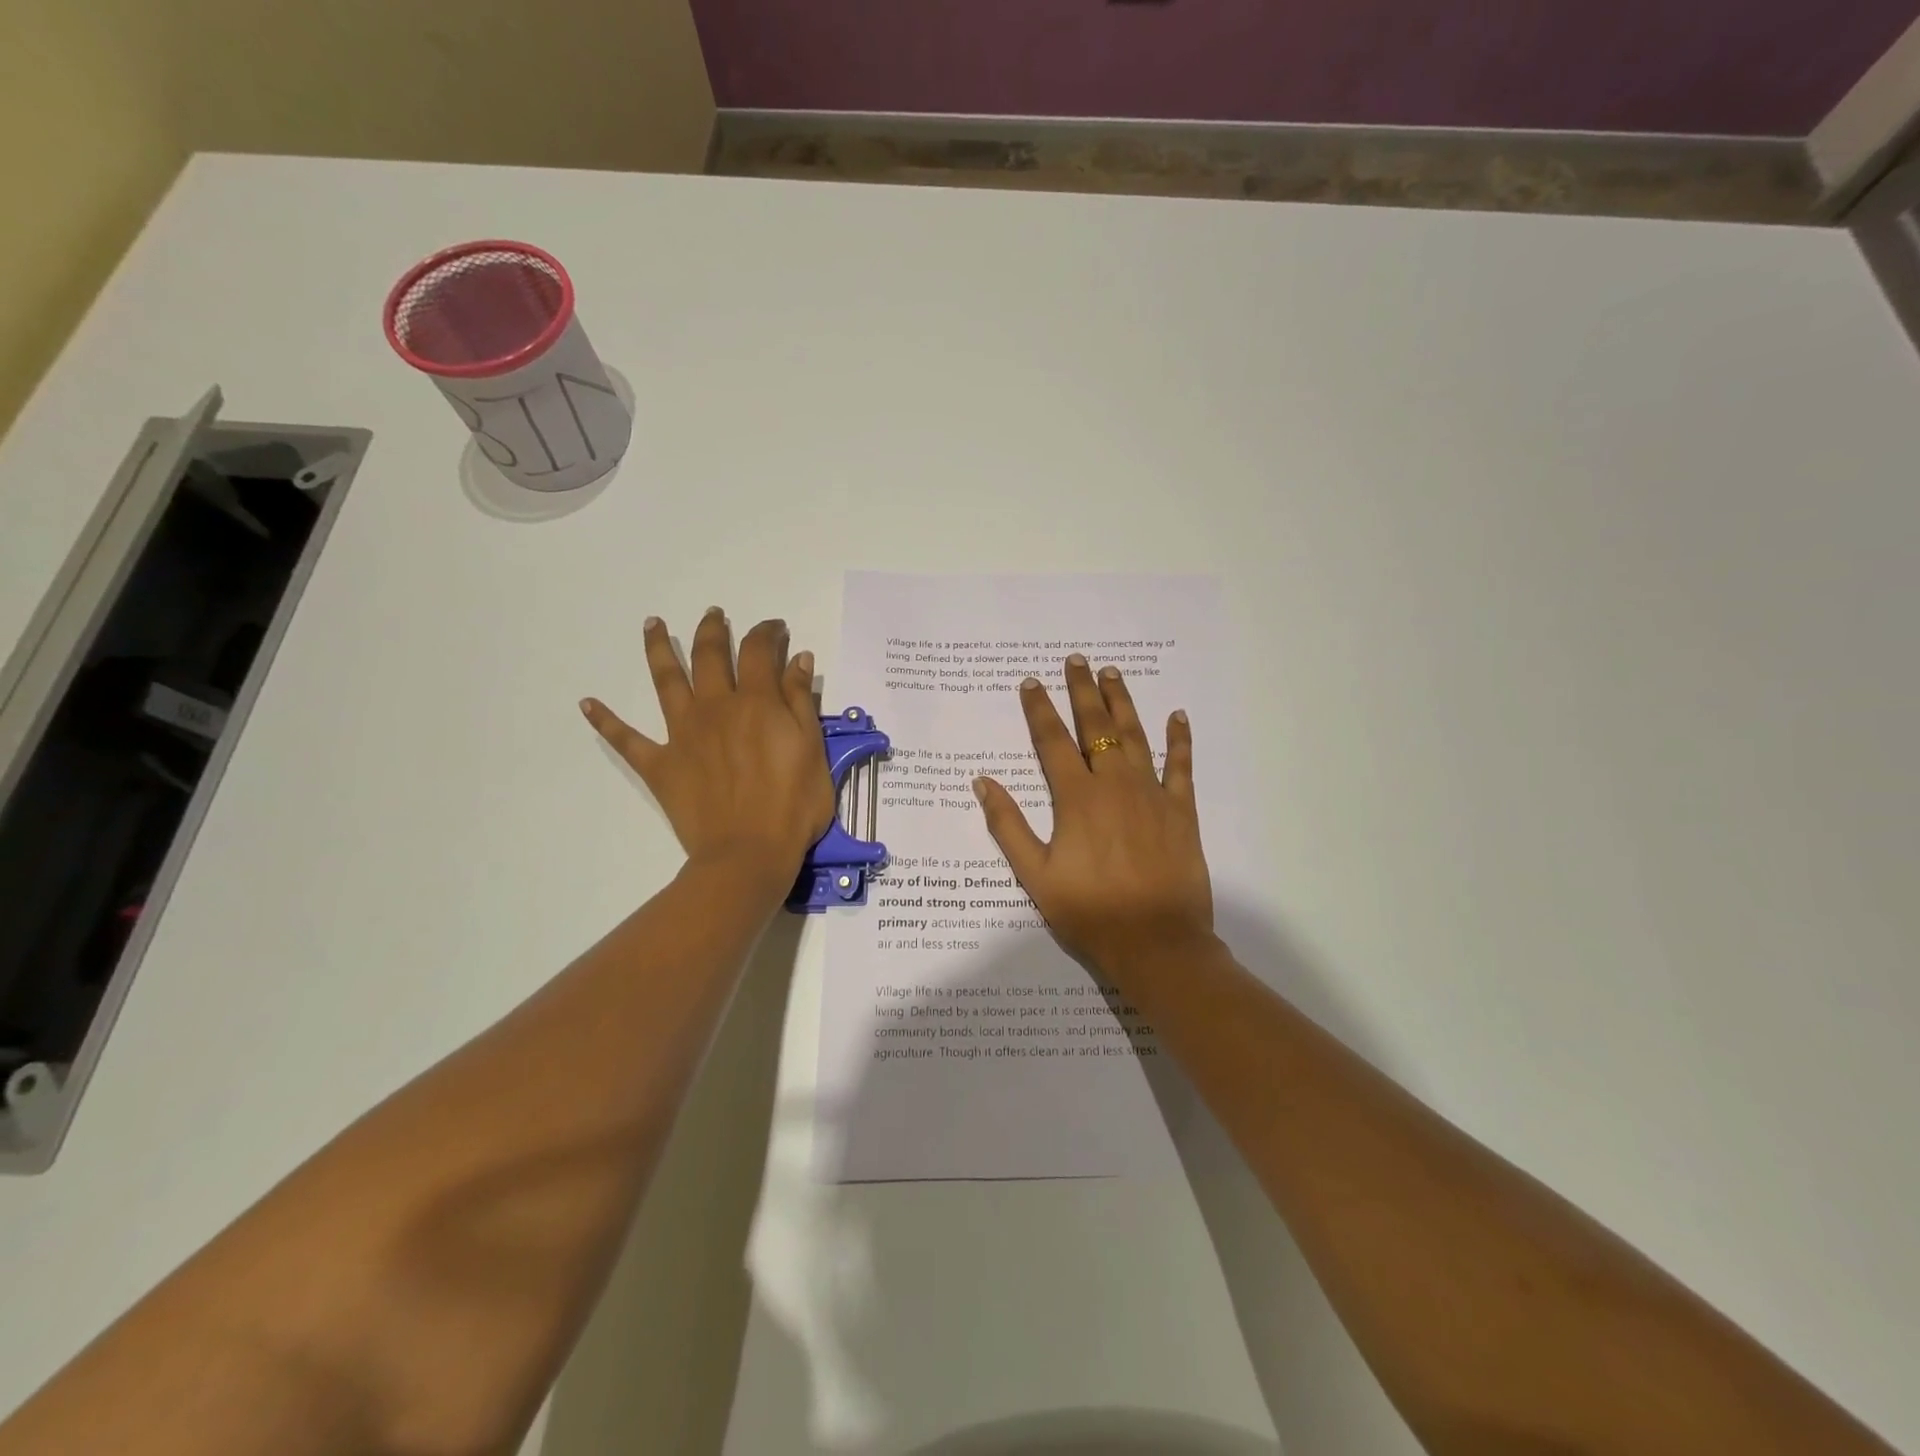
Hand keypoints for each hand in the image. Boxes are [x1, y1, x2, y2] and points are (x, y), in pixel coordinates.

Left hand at [581, 609, 833, 886]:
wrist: (748, 854)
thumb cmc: (793, 806)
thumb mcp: (813, 751)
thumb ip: (801, 702)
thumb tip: (797, 658)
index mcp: (757, 703)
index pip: (759, 652)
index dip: (766, 633)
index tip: (775, 628)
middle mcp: (716, 707)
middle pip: (710, 656)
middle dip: (712, 630)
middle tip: (714, 615)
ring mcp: (683, 734)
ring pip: (667, 681)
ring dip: (658, 649)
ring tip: (652, 624)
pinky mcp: (660, 764)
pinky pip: (626, 739)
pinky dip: (606, 721)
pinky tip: (587, 703)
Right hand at [973, 656, 1213, 979]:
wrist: (1154, 943)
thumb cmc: (1088, 911)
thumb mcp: (1035, 874)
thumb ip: (1008, 825)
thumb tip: (983, 782)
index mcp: (1076, 798)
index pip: (1052, 741)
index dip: (1039, 709)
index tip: (1030, 681)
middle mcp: (1114, 784)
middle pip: (1096, 726)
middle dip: (1083, 691)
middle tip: (1077, 660)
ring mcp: (1152, 794)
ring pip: (1135, 736)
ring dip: (1123, 702)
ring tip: (1113, 673)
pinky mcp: (1181, 810)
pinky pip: (1181, 766)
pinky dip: (1179, 739)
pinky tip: (1177, 716)